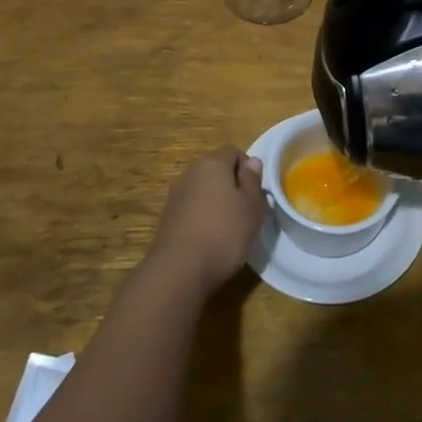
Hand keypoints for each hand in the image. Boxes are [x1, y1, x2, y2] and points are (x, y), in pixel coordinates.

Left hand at [147, 145, 265, 295]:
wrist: (179, 270)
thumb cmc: (224, 233)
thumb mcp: (252, 206)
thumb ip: (253, 180)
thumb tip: (252, 162)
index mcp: (212, 163)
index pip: (233, 151)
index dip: (247, 167)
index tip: (255, 191)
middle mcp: (190, 172)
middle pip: (215, 169)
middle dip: (231, 184)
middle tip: (245, 209)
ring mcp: (175, 195)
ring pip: (202, 189)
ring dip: (215, 201)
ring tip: (228, 226)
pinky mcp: (167, 217)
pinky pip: (191, 207)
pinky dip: (201, 216)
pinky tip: (209, 238)